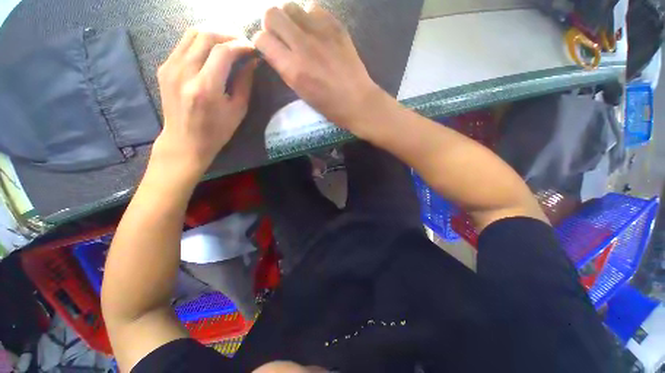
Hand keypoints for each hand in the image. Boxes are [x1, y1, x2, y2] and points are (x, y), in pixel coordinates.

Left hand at [153, 30, 256, 175]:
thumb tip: (252, 62)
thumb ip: (245, 83)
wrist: (184, 141)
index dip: (240, 45)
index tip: (253, 48)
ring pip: (192, 33)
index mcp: (205, 88)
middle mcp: (184, 72)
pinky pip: (184, 43)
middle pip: (206, 35)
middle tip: (242, 41)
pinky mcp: (164, 67)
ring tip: (229, 41)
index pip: (223, 52)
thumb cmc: (216, 131)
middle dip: (228, 33)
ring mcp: (170, 67)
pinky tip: (212, 50)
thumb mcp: (238, 111)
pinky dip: (201, 41)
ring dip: (214, 33)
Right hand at [253, 3, 380, 130]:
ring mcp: (320, 33)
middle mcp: (303, 45)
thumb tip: (273, 49)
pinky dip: (310, 17)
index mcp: (293, 68)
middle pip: (271, 14)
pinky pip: (313, 8)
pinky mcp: (336, 26)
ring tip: (299, 33)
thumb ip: (284, 68)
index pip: (262, 39)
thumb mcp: (301, 92)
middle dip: (272, 25)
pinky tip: (316, 31)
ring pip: (290, 6)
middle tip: (282, 37)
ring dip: (290, 18)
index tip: (269, 48)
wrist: (357, 101)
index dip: (262, 43)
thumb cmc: (328, 105)